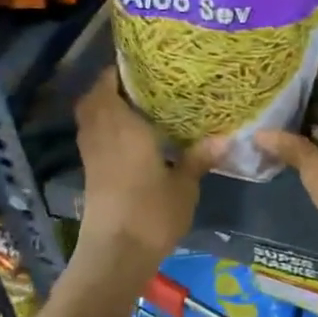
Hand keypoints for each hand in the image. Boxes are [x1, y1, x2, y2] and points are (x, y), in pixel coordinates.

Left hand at [74, 68, 216, 269]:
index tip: (141, 61)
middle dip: (110, 86)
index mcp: (122, 126)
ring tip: (138, 103)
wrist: (116, 255)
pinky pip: (94, 136)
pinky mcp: (91, 174)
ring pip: (90, 118)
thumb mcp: (185, 185)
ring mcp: (92, 155)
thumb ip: (199, 157)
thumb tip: (226, 137)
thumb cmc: (151, 213)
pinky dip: (106, 127)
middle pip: (93, 98)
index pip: (109, 84)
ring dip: (105, 106)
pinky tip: (132, 135)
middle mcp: (101, 133)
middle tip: (140, 81)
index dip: (119, 69)